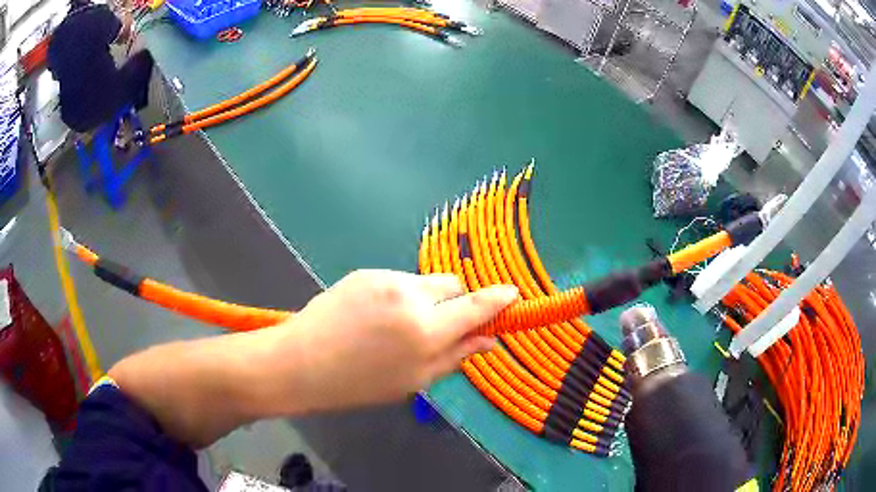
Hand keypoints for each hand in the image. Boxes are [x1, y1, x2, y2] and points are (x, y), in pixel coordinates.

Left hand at [264, 270, 517, 411]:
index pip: (476, 306)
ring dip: (426, 301)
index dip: (498, 300)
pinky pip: (399, 282)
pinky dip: (400, 297)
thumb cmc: (359, 384)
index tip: (513, 295)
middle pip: (454, 285)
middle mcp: (410, 296)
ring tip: (397, 328)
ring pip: (425, 283)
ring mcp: (385, 279)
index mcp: (425, 330)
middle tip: (438, 328)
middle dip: (456, 303)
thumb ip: (457, 356)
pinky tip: (375, 318)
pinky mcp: (366, 272)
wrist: (302, 363)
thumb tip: (490, 339)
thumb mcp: (415, 381)